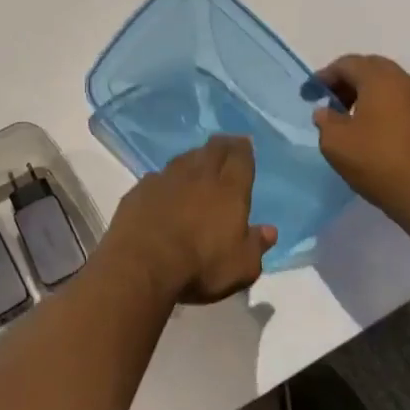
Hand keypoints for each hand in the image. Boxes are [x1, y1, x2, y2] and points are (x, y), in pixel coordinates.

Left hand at [104, 136, 276, 303]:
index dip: (243, 149)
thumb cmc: (200, 266)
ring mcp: (166, 179)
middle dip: (222, 144)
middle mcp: (198, 176)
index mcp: (229, 191)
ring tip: (198, 159)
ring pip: (184, 158)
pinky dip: (167, 177)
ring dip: (194, 156)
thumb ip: (256, 245)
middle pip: (212, 150)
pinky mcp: (141, 189)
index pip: (239, 159)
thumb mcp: (241, 267)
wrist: (142, 262)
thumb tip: (269, 230)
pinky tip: (166, 183)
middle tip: (226, 143)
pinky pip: (159, 175)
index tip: (245, 142)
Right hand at [313, 55, 409, 229]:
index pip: (348, 64)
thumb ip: (326, 121)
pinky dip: (396, 115)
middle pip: (375, 71)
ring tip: (360, 122)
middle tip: (335, 102)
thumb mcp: (335, 143)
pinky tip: (388, 139)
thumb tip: (327, 112)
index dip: (325, 76)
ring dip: (375, 98)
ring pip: (397, 90)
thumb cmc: (380, 164)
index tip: (311, 93)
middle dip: (351, 82)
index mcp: (381, 80)